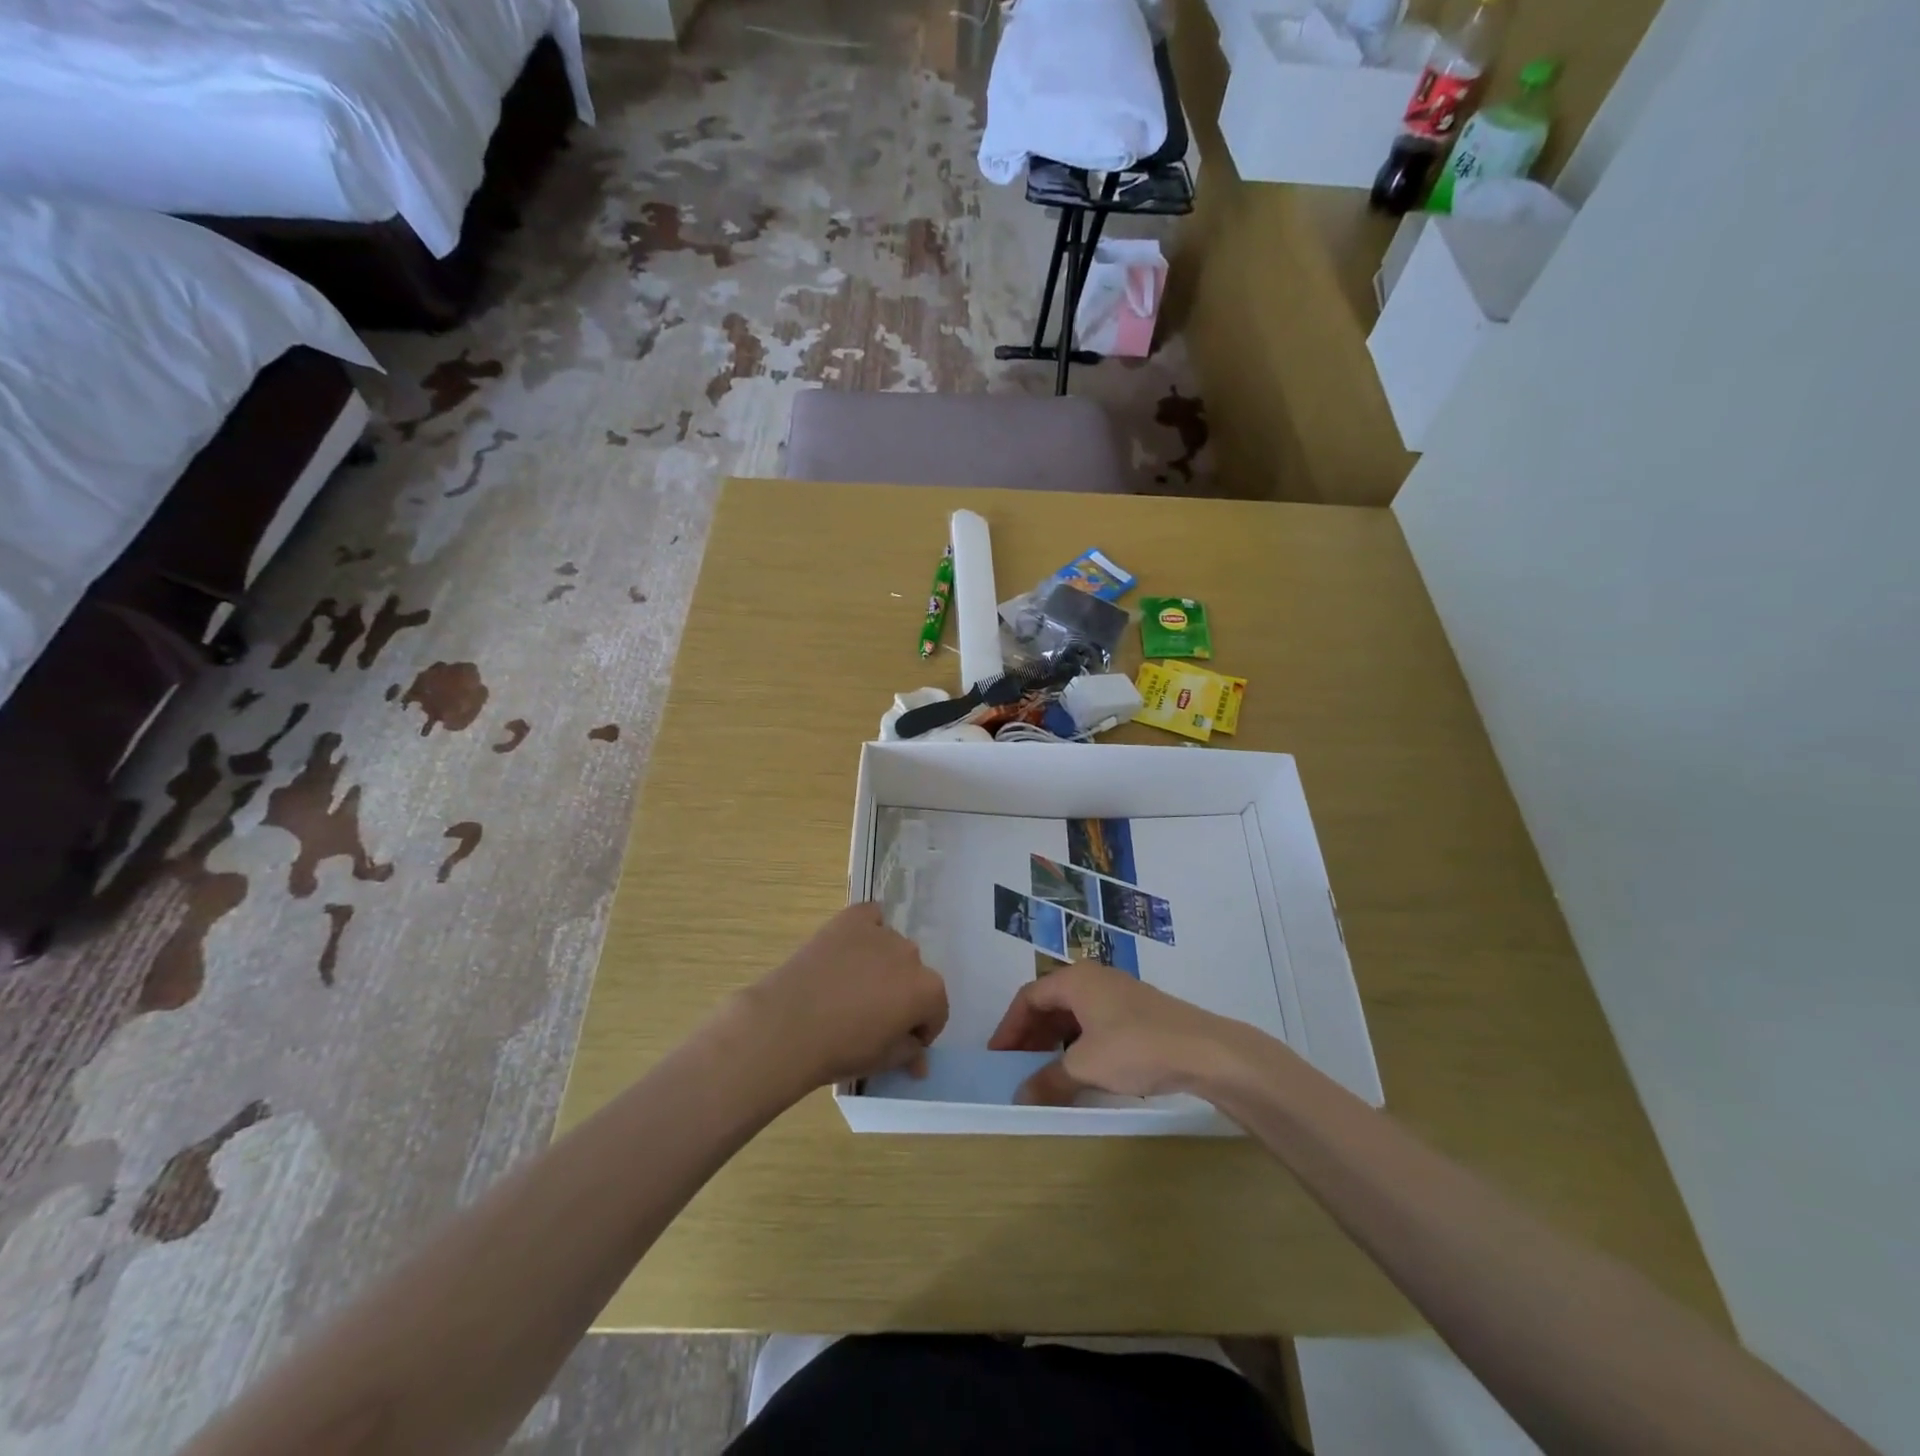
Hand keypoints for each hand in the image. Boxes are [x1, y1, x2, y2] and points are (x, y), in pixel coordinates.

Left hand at [740, 904, 948, 1089]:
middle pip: (914, 976)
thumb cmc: (841, 1049)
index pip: (936, 1010)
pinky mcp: (852, 918)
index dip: (921, 1029)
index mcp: (927, 990)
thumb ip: (909, 1053)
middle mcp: (912, 954)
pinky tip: (851, 946)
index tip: (901, 1040)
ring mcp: (882, 932)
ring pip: (892, 948)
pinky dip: (867, 928)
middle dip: (901, 994)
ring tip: (852, 984)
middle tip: (873, 1014)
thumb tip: (920, 1060)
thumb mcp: (883, 1061)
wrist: (789, 1024)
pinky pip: (870, 917)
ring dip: (883, 964)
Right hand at [987, 963, 1247, 1105]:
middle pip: (1050, 1003)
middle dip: (1031, 1035)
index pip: (1029, 997)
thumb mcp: (1085, 1066)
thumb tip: (1019, 1096)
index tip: (997, 1056)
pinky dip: (1078, 1045)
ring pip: (1073, 1015)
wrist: (1203, 1050)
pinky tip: (1080, 1071)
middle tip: (1017, 1067)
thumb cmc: (1135, 1047)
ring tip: (1045, 1073)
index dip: (1009, 1027)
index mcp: (1075, 979)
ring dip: (1054, 1042)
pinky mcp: (1137, 1013)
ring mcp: (1118, 994)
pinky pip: (1094, 1024)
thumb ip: (1048, 1080)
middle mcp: (1093, 979)